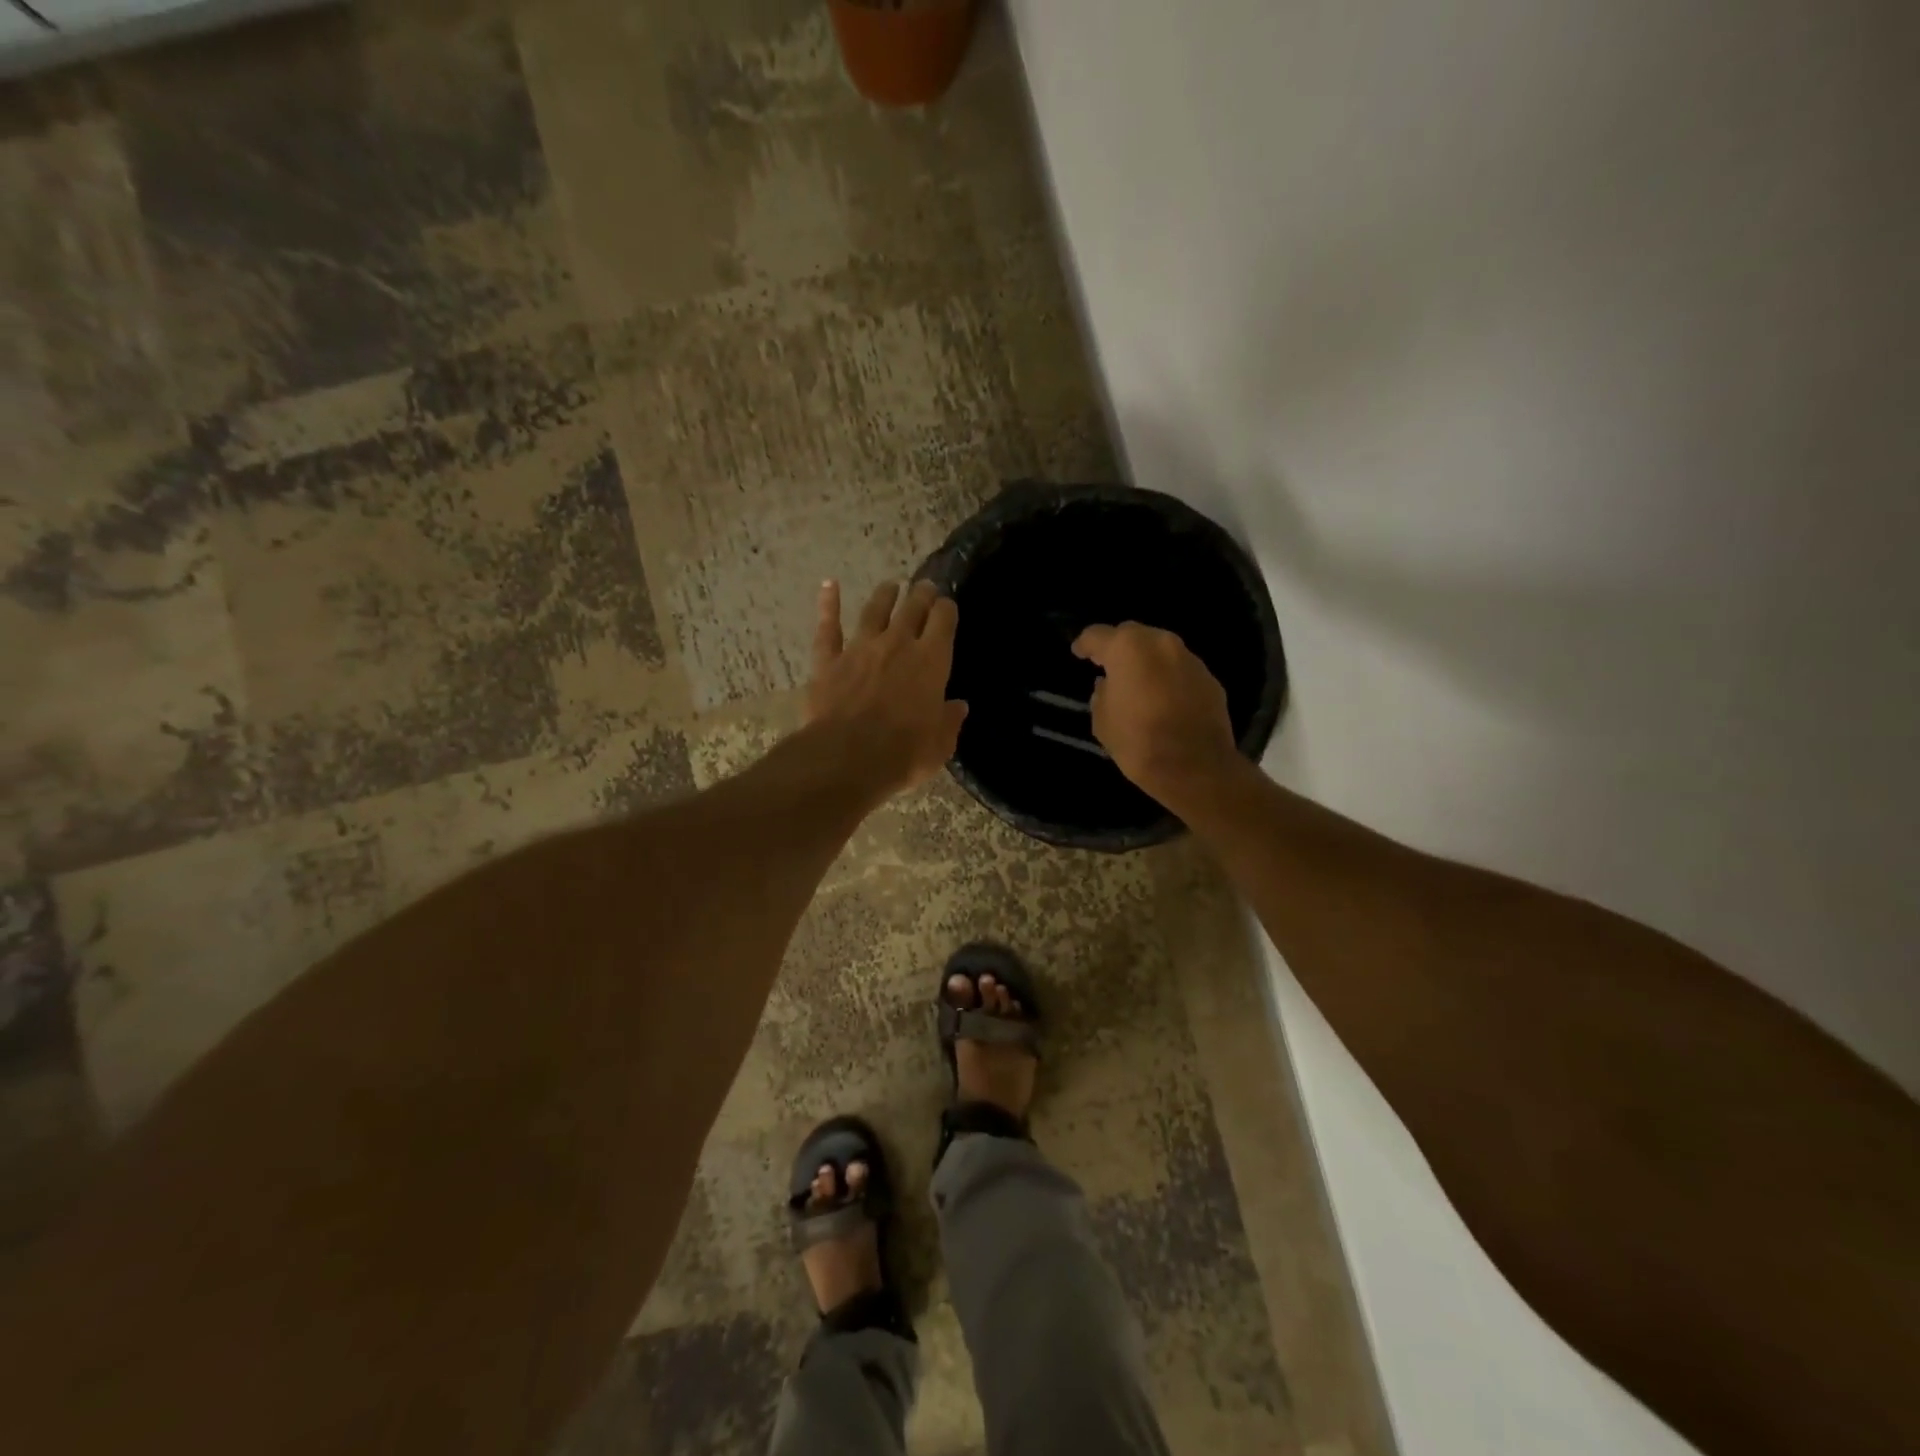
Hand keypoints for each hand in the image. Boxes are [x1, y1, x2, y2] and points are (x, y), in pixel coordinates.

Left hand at [806, 579, 968, 797]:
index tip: (948, 608)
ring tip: (890, 586)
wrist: (847, 758)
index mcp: (932, 661)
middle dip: (921, 595)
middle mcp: (898, 644)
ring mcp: (860, 648)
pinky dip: (828, 604)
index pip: (944, 621)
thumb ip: (949, 721)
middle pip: (912, 608)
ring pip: (874, 610)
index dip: (947, 610)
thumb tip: (958, 706)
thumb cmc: (903, 754)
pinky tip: (829, 585)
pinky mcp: (829, 660)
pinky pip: (828, 627)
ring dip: (884, 595)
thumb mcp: (940, 745)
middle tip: (925, 587)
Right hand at [1072, 622, 1240, 808]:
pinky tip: (1162, 698)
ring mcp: (1189, 659)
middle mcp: (1161, 644)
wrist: (1196, 768)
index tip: (1078, 653)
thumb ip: (1101, 695)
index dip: (1084, 644)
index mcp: (1128, 649)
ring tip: (1136, 682)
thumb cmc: (1139, 742)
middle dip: (1118, 647)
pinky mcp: (1209, 678)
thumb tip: (1107, 685)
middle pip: (1132, 635)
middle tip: (1107, 665)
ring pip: (1160, 650)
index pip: (1097, 635)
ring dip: (1146, 661)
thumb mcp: (1103, 722)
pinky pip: (1179, 670)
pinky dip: (1167, 677)